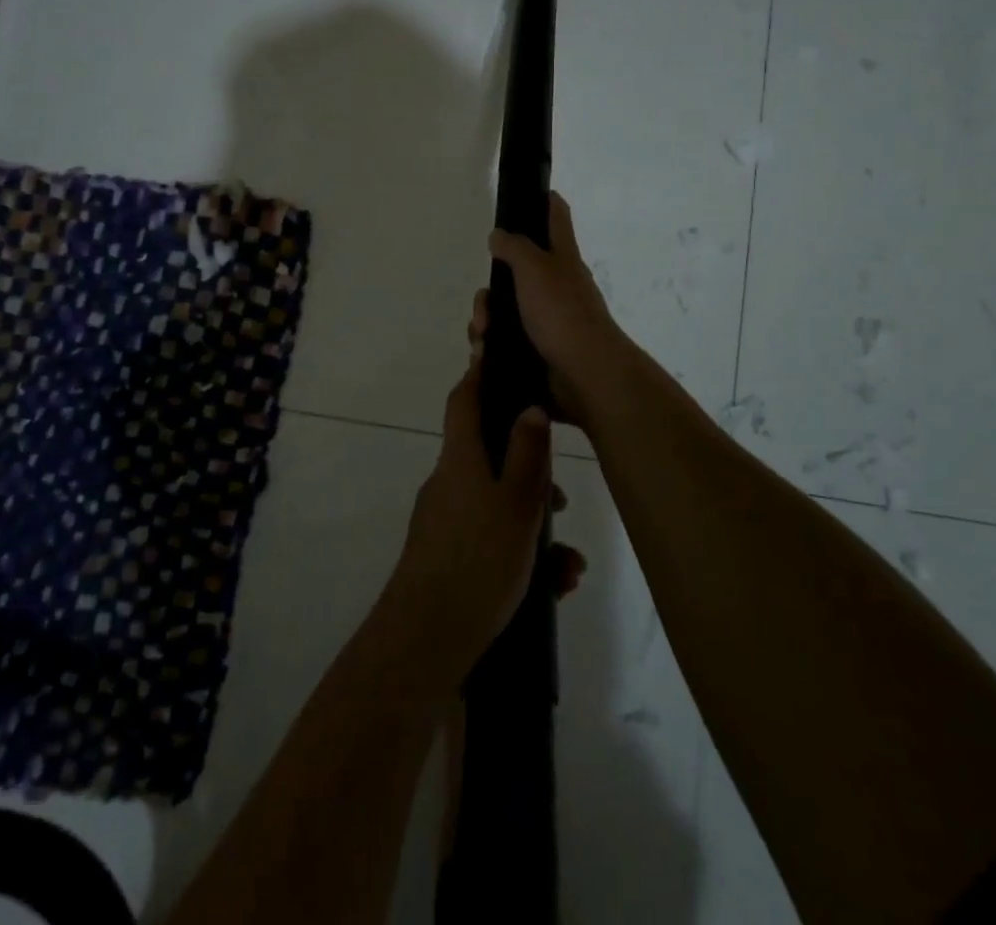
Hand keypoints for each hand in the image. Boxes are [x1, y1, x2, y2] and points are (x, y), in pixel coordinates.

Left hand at [388, 361, 586, 679]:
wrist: (427, 637)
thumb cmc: (478, 559)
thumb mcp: (517, 504)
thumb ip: (527, 454)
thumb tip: (529, 407)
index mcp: (460, 460)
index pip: (465, 401)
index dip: (479, 376)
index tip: (497, 358)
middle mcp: (448, 483)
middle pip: (490, 457)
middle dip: (530, 474)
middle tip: (560, 499)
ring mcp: (445, 521)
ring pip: (497, 506)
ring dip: (533, 526)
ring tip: (568, 563)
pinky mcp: (447, 557)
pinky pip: (490, 541)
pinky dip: (521, 555)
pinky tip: (555, 586)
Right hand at [485, 192, 631, 420]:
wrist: (585, 375)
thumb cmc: (562, 313)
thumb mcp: (535, 268)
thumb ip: (514, 247)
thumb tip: (499, 235)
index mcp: (561, 259)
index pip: (555, 216)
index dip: (543, 200)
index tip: (523, 195)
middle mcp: (556, 286)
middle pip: (515, 274)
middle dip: (490, 291)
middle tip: (484, 309)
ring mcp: (548, 320)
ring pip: (505, 312)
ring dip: (486, 323)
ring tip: (482, 340)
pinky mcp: (539, 350)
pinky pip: (506, 342)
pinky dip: (492, 348)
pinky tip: (484, 357)